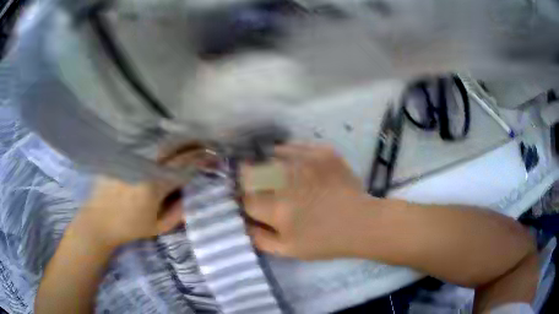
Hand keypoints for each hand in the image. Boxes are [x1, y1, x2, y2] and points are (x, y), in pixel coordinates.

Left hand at [73, 146, 213, 248]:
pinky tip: (166, 144)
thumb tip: (190, 195)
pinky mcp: (121, 155)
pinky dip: (159, 142)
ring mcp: (130, 157)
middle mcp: (143, 165)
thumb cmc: (129, 228)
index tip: (214, 158)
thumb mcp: (158, 227)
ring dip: (177, 140)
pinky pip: (144, 144)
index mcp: (153, 185)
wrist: (98, 221)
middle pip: (172, 147)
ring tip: (190, 141)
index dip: (201, 160)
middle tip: (205, 144)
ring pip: (158, 141)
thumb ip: (178, 213)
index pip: (183, 167)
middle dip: (192, 143)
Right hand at [241, 144, 374, 259]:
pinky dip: (290, 154)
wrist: (361, 223)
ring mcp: (306, 162)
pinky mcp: (322, 153)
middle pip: (253, 171)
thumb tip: (243, 222)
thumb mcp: (288, 250)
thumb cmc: (325, 241)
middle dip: (252, 178)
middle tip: (264, 186)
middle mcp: (286, 181)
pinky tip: (297, 166)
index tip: (253, 200)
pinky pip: (295, 146)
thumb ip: (259, 238)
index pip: (246, 197)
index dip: (246, 198)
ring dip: (270, 164)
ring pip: (272, 154)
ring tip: (281, 175)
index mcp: (276, 209)